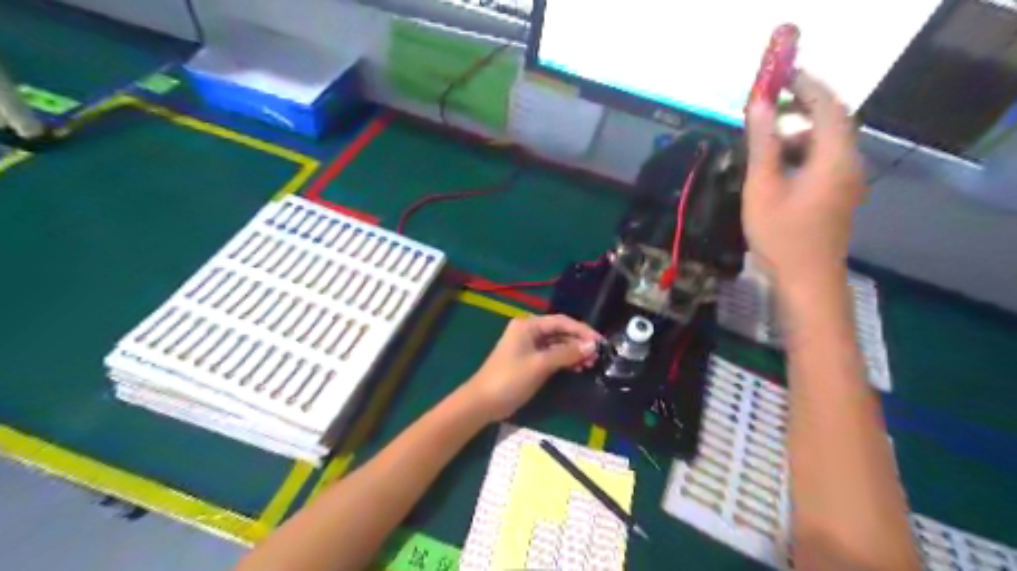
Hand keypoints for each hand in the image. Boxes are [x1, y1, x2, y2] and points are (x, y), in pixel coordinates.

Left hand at [463, 314, 596, 420]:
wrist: (483, 402)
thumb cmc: (510, 379)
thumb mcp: (540, 365)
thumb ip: (566, 353)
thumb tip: (592, 345)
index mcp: (528, 325)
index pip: (561, 321)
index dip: (582, 330)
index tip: (601, 342)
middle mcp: (529, 331)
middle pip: (560, 332)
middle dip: (579, 342)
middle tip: (598, 356)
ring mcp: (528, 346)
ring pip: (557, 344)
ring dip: (573, 352)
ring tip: (590, 364)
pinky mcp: (529, 360)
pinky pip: (552, 355)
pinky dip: (564, 360)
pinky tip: (578, 368)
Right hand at [745, 71, 864, 284]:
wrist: (807, 279)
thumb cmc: (781, 234)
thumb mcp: (763, 187)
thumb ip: (763, 143)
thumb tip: (760, 104)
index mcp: (834, 157)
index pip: (828, 105)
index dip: (806, 86)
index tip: (779, 76)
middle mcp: (849, 162)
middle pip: (831, 121)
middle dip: (800, 108)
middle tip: (767, 106)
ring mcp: (847, 180)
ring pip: (827, 142)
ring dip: (798, 132)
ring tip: (765, 137)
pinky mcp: (839, 193)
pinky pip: (824, 159)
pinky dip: (802, 151)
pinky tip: (777, 164)